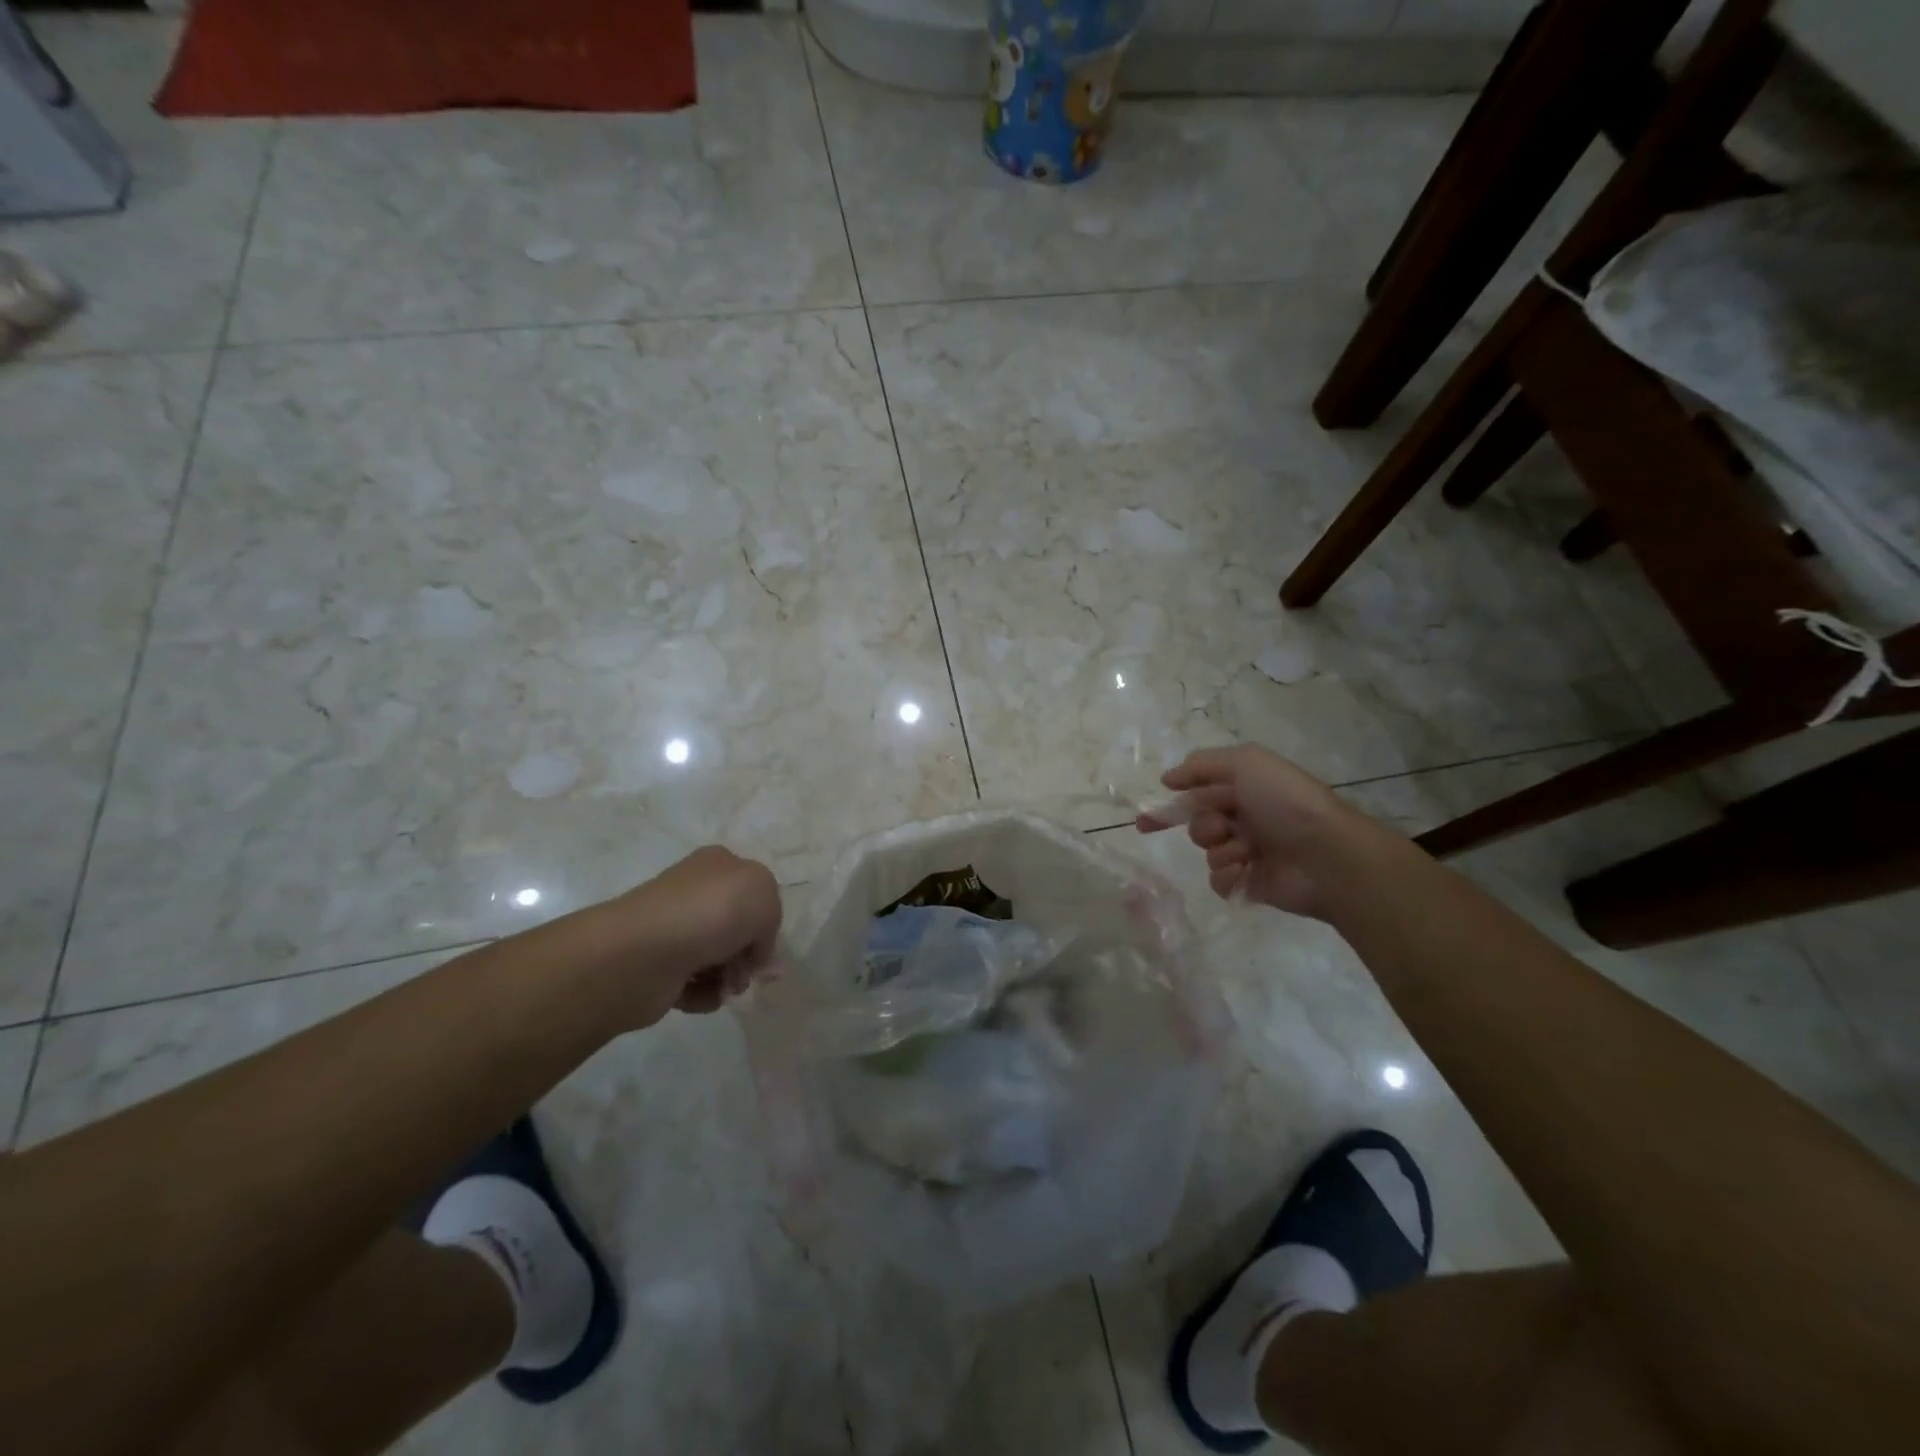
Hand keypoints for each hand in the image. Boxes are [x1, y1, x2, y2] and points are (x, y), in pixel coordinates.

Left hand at [596, 846, 782, 1026]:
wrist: (645, 951)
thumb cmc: (712, 912)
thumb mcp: (764, 895)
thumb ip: (771, 919)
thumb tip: (753, 950)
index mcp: (718, 865)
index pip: (752, 889)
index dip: (765, 918)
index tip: (766, 943)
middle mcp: (694, 893)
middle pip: (736, 928)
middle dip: (748, 954)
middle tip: (747, 971)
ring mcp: (673, 930)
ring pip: (717, 958)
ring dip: (730, 978)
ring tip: (725, 987)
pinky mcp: (659, 967)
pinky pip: (695, 985)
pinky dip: (705, 994)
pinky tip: (704, 995)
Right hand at [1138, 745, 1374, 918]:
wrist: (1327, 855)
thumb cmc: (1286, 802)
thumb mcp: (1246, 762)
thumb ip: (1203, 764)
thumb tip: (1169, 779)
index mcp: (1246, 788)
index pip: (1198, 791)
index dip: (1171, 802)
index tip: (1144, 817)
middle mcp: (1246, 818)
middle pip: (1198, 822)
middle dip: (1202, 825)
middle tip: (1220, 829)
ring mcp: (1249, 852)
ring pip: (1207, 851)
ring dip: (1220, 849)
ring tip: (1246, 851)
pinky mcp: (1251, 883)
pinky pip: (1218, 880)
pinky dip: (1228, 875)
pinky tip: (1247, 871)